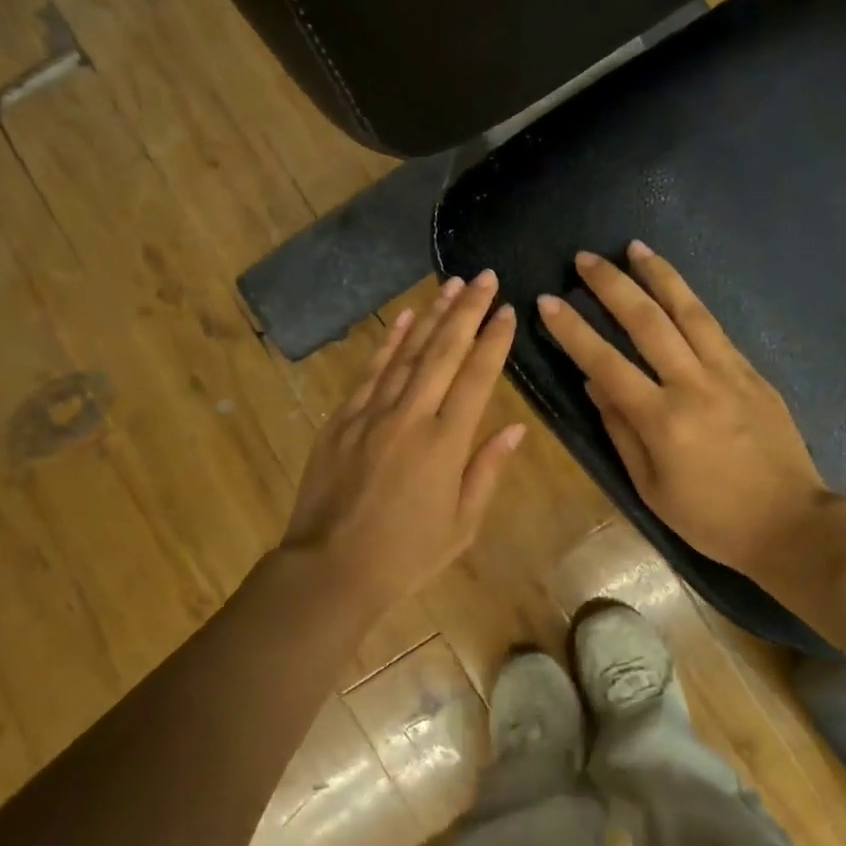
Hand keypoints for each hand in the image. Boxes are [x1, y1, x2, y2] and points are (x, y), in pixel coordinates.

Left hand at [281, 271, 525, 612]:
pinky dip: (389, 342)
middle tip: (484, 277)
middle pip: (444, 352)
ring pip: (407, 352)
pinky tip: (404, 318)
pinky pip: (370, 371)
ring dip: (432, 315)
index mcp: (446, 443)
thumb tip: (515, 428)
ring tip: (452, 284)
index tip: (508, 309)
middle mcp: (411, 416)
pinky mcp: (343, 418)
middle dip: (468, 311)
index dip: (494, 340)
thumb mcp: (462, 524)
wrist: (330, 569)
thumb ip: (487, 470)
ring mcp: (372, 413)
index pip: (476, 377)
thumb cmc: (406, 555)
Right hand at [537, 241, 834, 575]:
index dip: (573, 330)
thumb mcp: (651, 488)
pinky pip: (716, 328)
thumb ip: (620, 430)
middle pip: (646, 322)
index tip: (548, 302)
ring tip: (634, 247)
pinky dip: (691, 301)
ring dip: (658, 275)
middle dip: (611, 285)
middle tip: (585, 258)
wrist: (790, 524)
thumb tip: (593, 384)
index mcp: (662, 421)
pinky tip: (676, 288)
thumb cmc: (711, 518)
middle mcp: (693, 385)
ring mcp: (729, 373)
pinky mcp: (753, 373)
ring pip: (688, 311)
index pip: (605, 363)